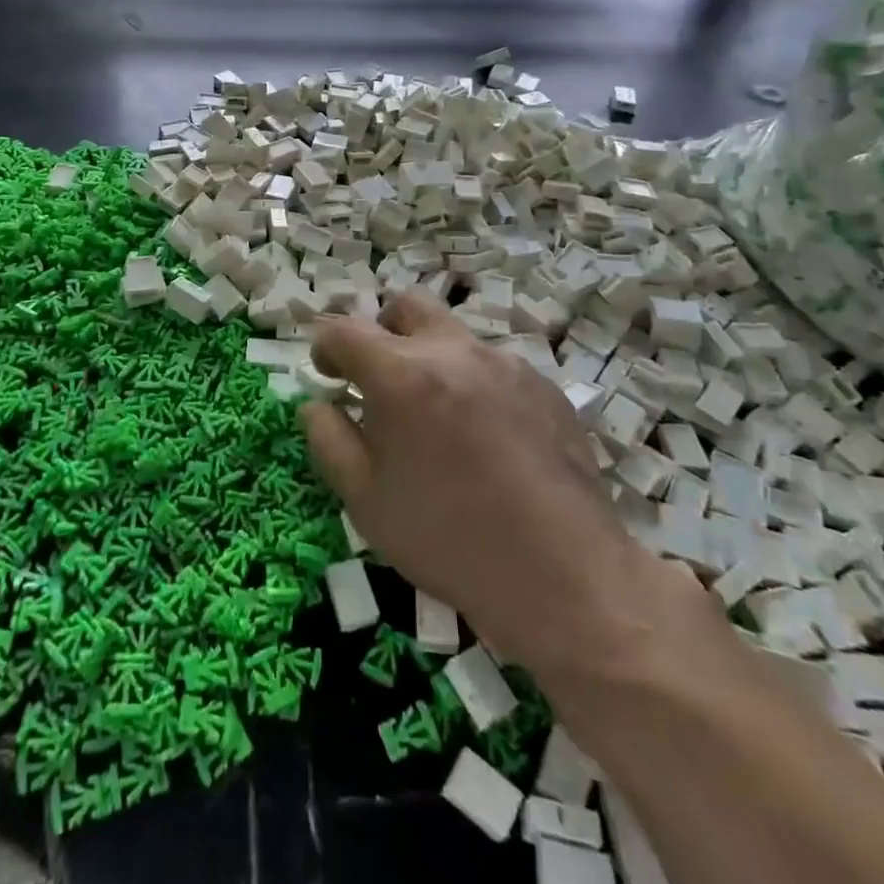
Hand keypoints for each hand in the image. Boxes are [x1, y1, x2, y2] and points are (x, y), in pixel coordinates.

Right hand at [302, 291, 675, 688]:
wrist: (565, 577)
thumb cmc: (448, 541)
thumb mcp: (366, 500)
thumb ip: (329, 439)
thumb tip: (317, 403)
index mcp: (403, 374)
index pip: (345, 330)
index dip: (325, 346)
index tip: (327, 373)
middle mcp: (455, 351)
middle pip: (405, 307)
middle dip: (380, 331)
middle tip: (378, 380)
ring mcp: (506, 364)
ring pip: (452, 336)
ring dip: (429, 359)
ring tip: (437, 420)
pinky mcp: (544, 385)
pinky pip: (493, 366)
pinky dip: (472, 384)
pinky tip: (486, 441)